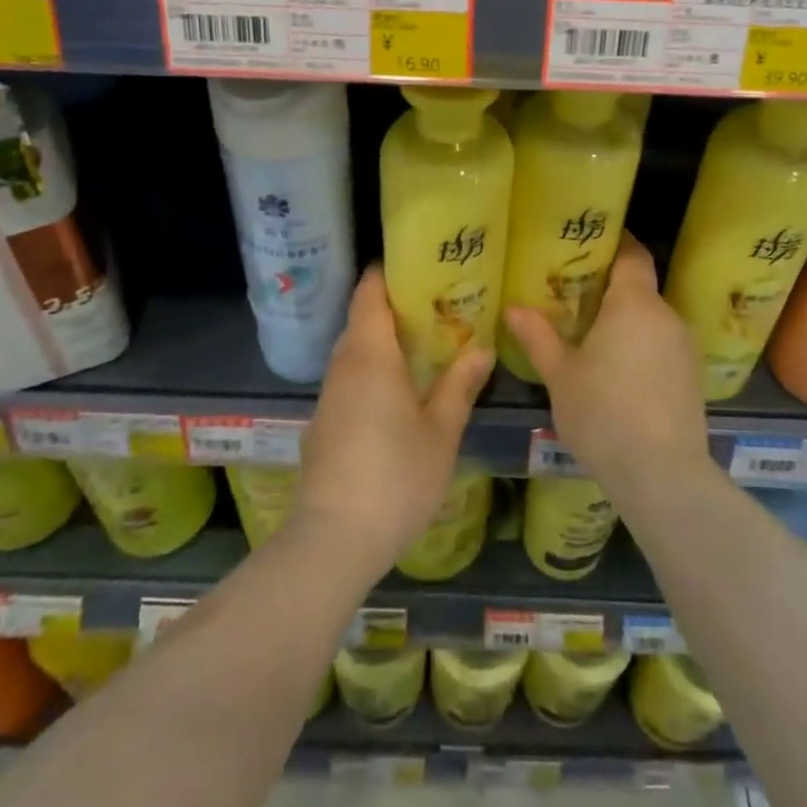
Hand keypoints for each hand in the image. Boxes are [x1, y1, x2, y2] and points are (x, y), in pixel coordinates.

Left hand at [296, 266, 492, 573]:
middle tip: (439, 303)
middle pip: (363, 316)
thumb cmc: (395, 476)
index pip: (369, 290)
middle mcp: (343, 363)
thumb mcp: (441, 431)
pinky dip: (373, 368)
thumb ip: (460, 385)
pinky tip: (400, 388)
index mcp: (370, 353)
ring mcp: (329, 394)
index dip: (390, 271)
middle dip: (396, 305)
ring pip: (355, 348)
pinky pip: (350, 376)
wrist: (332, 540)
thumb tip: (482, 347)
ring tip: (426, 341)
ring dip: (385, 339)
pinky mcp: (324, 421)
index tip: (422, 265)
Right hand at [503, 233, 711, 503]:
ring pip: (650, 318)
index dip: (614, 241)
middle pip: (639, 286)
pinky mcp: (692, 376)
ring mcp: (684, 347)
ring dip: (625, 321)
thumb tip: (512, 308)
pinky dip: (641, 346)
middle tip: (573, 295)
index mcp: (634, 303)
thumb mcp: (560, 375)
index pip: (632, 253)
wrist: (663, 477)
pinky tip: (618, 372)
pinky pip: (662, 344)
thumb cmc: (604, 414)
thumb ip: (538, 336)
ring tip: (591, 335)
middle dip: (610, 287)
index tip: (589, 241)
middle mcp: (666, 315)